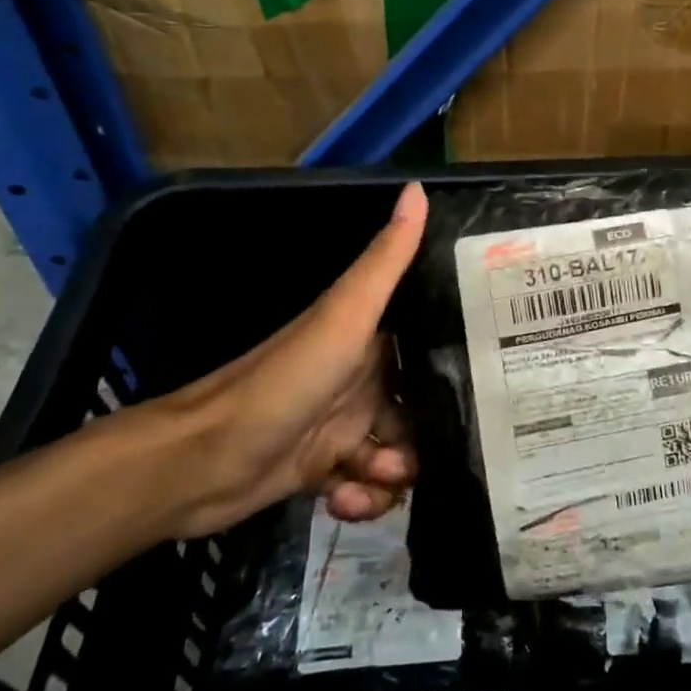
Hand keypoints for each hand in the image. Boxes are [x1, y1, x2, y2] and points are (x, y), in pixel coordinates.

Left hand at [152, 182, 428, 536]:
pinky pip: (365, 487)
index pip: (431, 348)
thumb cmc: (284, 382)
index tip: (489, 391)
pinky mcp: (322, 469)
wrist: (200, 460)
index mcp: (370, 339)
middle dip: (428, 438)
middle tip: (422, 455)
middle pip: (421, 410)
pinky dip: (363, 500)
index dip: (460, 368)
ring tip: (376, 481)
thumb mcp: (344, 316)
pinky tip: (347, 502)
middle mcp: (361, 380)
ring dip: (395, 476)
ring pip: (397, 454)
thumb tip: (418, 187)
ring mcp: (341, 426)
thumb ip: (386, 260)